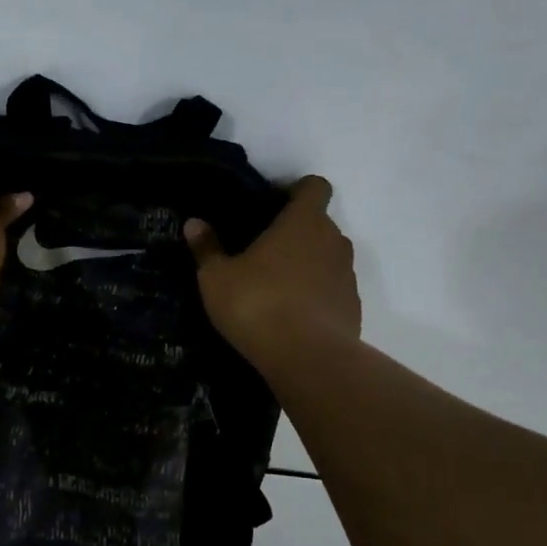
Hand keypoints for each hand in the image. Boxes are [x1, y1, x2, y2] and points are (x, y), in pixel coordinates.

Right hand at [185, 176, 360, 359]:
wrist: (308, 359)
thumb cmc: (257, 304)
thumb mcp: (216, 277)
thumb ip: (207, 248)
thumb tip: (194, 223)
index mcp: (302, 222)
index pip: (315, 186)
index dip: (297, 190)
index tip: (273, 205)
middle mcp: (333, 240)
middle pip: (320, 223)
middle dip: (296, 231)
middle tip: (263, 250)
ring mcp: (347, 274)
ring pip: (328, 256)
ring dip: (307, 263)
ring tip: (276, 285)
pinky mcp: (353, 306)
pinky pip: (333, 288)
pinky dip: (317, 293)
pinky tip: (292, 314)